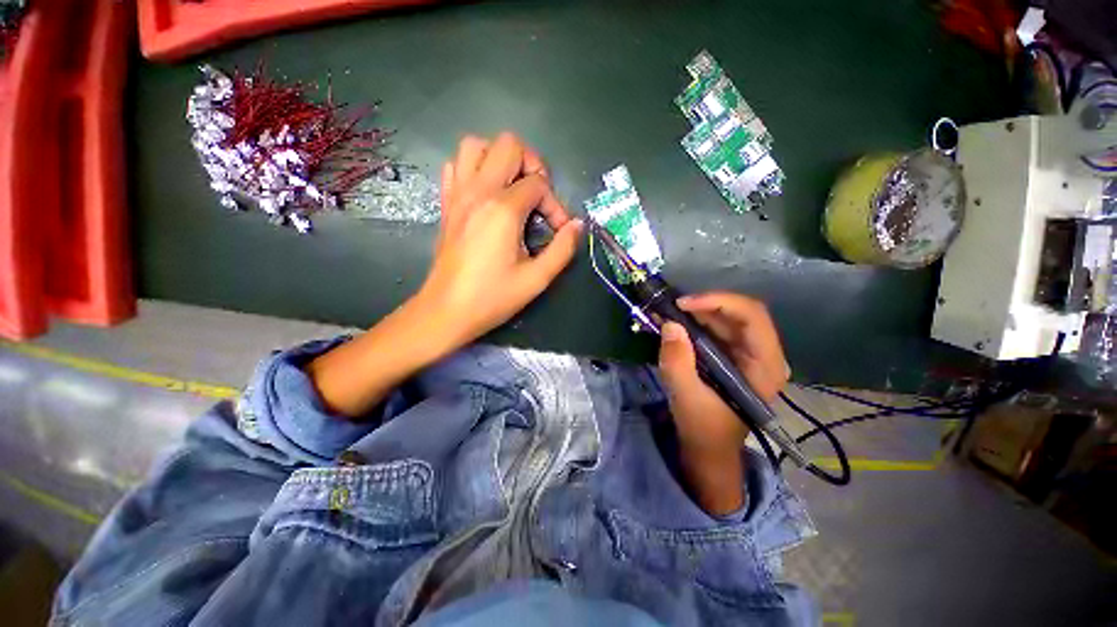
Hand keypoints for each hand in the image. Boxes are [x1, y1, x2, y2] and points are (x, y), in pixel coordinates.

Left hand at [415, 132, 583, 349]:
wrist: (446, 311)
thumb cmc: (492, 297)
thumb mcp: (536, 279)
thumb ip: (562, 249)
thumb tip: (577, 225)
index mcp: (503, 210)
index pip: (539, 185)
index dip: (555, 204)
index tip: (558, 230)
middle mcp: (479, 192)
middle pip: (508, 145)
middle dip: (531, 165)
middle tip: (538, 196)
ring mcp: (458, 195)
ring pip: (476, 145)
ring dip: (499, 159)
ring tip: (512, 187)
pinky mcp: (446, 204)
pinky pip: (456, 166)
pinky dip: (474, 169)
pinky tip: (486, 194)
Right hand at [657, 292, 789, 514]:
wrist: (708, 447)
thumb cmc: (703, 428)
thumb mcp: (686, 397)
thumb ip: (677, 361)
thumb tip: (669, 324)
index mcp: (765, 366)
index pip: (752, 317)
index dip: (719, 302)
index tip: (683, 304)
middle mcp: (764, 354)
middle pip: (740, 312)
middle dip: (704, 305)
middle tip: (671, 307)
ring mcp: (749, 353)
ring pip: (727, 317)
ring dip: (697, 311)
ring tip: (667, 312)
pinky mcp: (734, 354)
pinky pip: (717, 328)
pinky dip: (695, 321)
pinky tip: (674, 322)